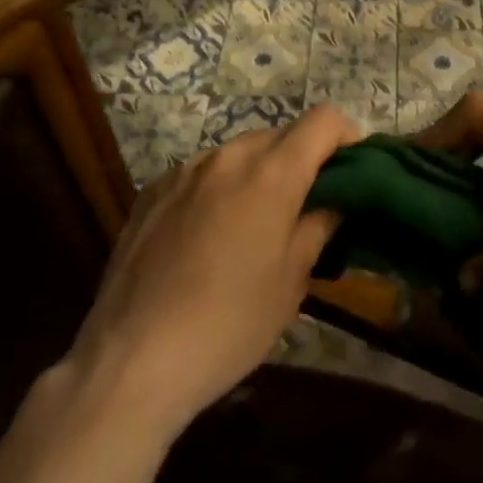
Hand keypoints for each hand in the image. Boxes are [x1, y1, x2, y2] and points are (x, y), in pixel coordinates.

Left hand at [63, 106, 357, 440]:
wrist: (130, 361)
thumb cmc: (228, 325)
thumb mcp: (290, 283)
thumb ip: (318, 227)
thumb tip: (333, 202)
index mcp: (271, 173)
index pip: (323, 120)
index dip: (346, 137)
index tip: (351, 173)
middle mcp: (228, 156)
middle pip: (281, 135)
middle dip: (301, 159)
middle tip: (305, 207)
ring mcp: (185, 170)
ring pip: (239, 152)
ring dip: (259, 173)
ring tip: (254, 225)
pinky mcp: (152, 190)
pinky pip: (201, 173)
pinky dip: (219, 188)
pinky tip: (207, 237)